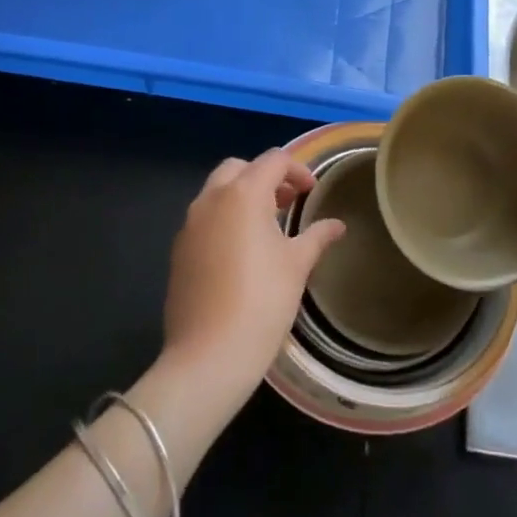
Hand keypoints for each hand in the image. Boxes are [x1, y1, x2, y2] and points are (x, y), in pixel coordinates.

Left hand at [161, 149, 344, 405]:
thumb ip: (317, 236)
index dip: (297, 170)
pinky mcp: (178, 249)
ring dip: (242, 196)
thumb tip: (337, 224)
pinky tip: (240, 251)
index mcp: (243, 194)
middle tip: (288, 202)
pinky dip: (224, 218)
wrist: (208, 355)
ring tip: (267, 225)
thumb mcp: (297, 265)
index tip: (312, 192)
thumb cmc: (263, 302)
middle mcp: (211, 199)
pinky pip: (204, 218)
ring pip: (217, 191)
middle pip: (239, 168)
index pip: (273, 161)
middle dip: (264, 177)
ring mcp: (189, 224)